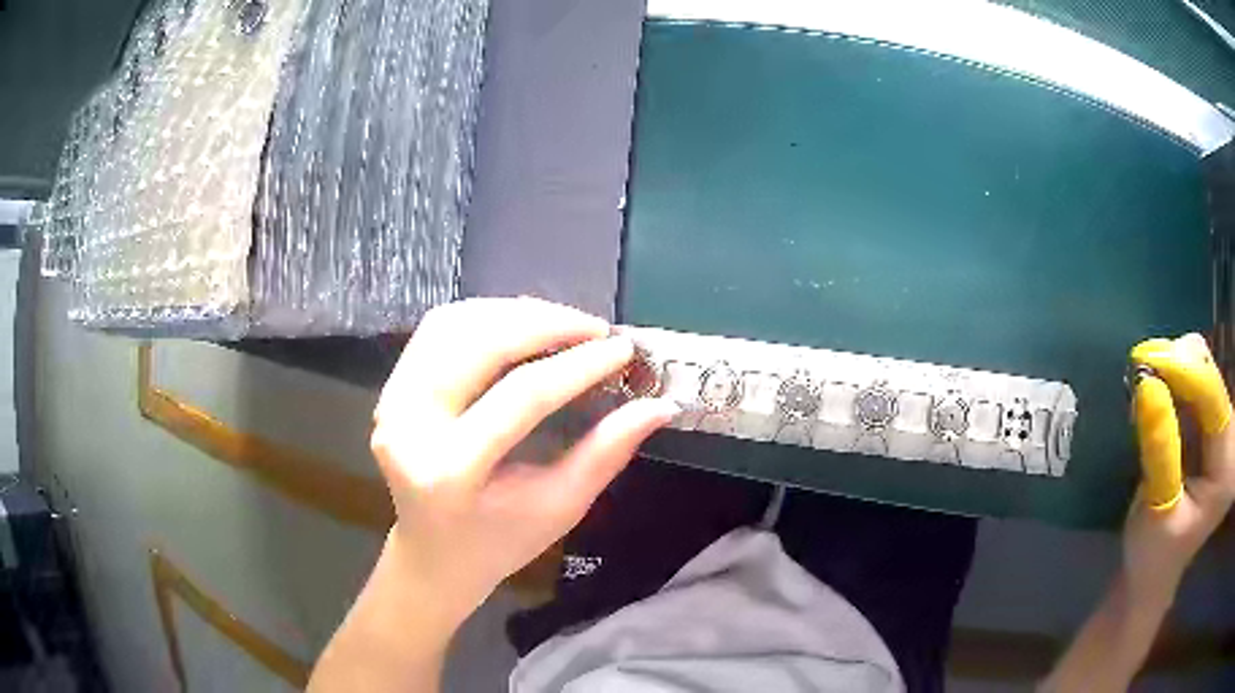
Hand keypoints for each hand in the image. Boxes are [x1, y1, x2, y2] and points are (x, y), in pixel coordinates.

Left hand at [369, 297, 676, 624]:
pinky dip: (485, 316)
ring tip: (564, 324)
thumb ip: (606, 453)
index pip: (521, 396)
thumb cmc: (499, 542)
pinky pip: (438, 329)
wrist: (433, 553)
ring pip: (455, 324)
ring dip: (515, 314)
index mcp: (450, 471)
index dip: (578, 367)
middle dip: (546, 324)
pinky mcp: (390, 387)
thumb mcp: (559, 507)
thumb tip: (660, 405)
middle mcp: (408, 426)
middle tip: (596, 329)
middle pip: (481, 345)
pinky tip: (520, 326)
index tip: (623, 349)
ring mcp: (391, 401)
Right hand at [1123, 334, 1234, 606]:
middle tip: (1142, 375)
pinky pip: (1199, 379)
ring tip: (1147, 392)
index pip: (1213, 401)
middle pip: (1212, 376)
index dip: (1186, 372)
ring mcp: (1227, 428)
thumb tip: (1148, 386)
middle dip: (1179, 367)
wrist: (1157, 569)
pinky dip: (1177, 379)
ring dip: (1176, 370)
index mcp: (1226, 469)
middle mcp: (1233, 440)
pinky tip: (1160, 397)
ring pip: (1205, 369)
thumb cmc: (1154, 553)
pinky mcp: (1216, 421)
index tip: (1146, 358)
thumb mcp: (1155, 512)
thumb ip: (1160, 452)